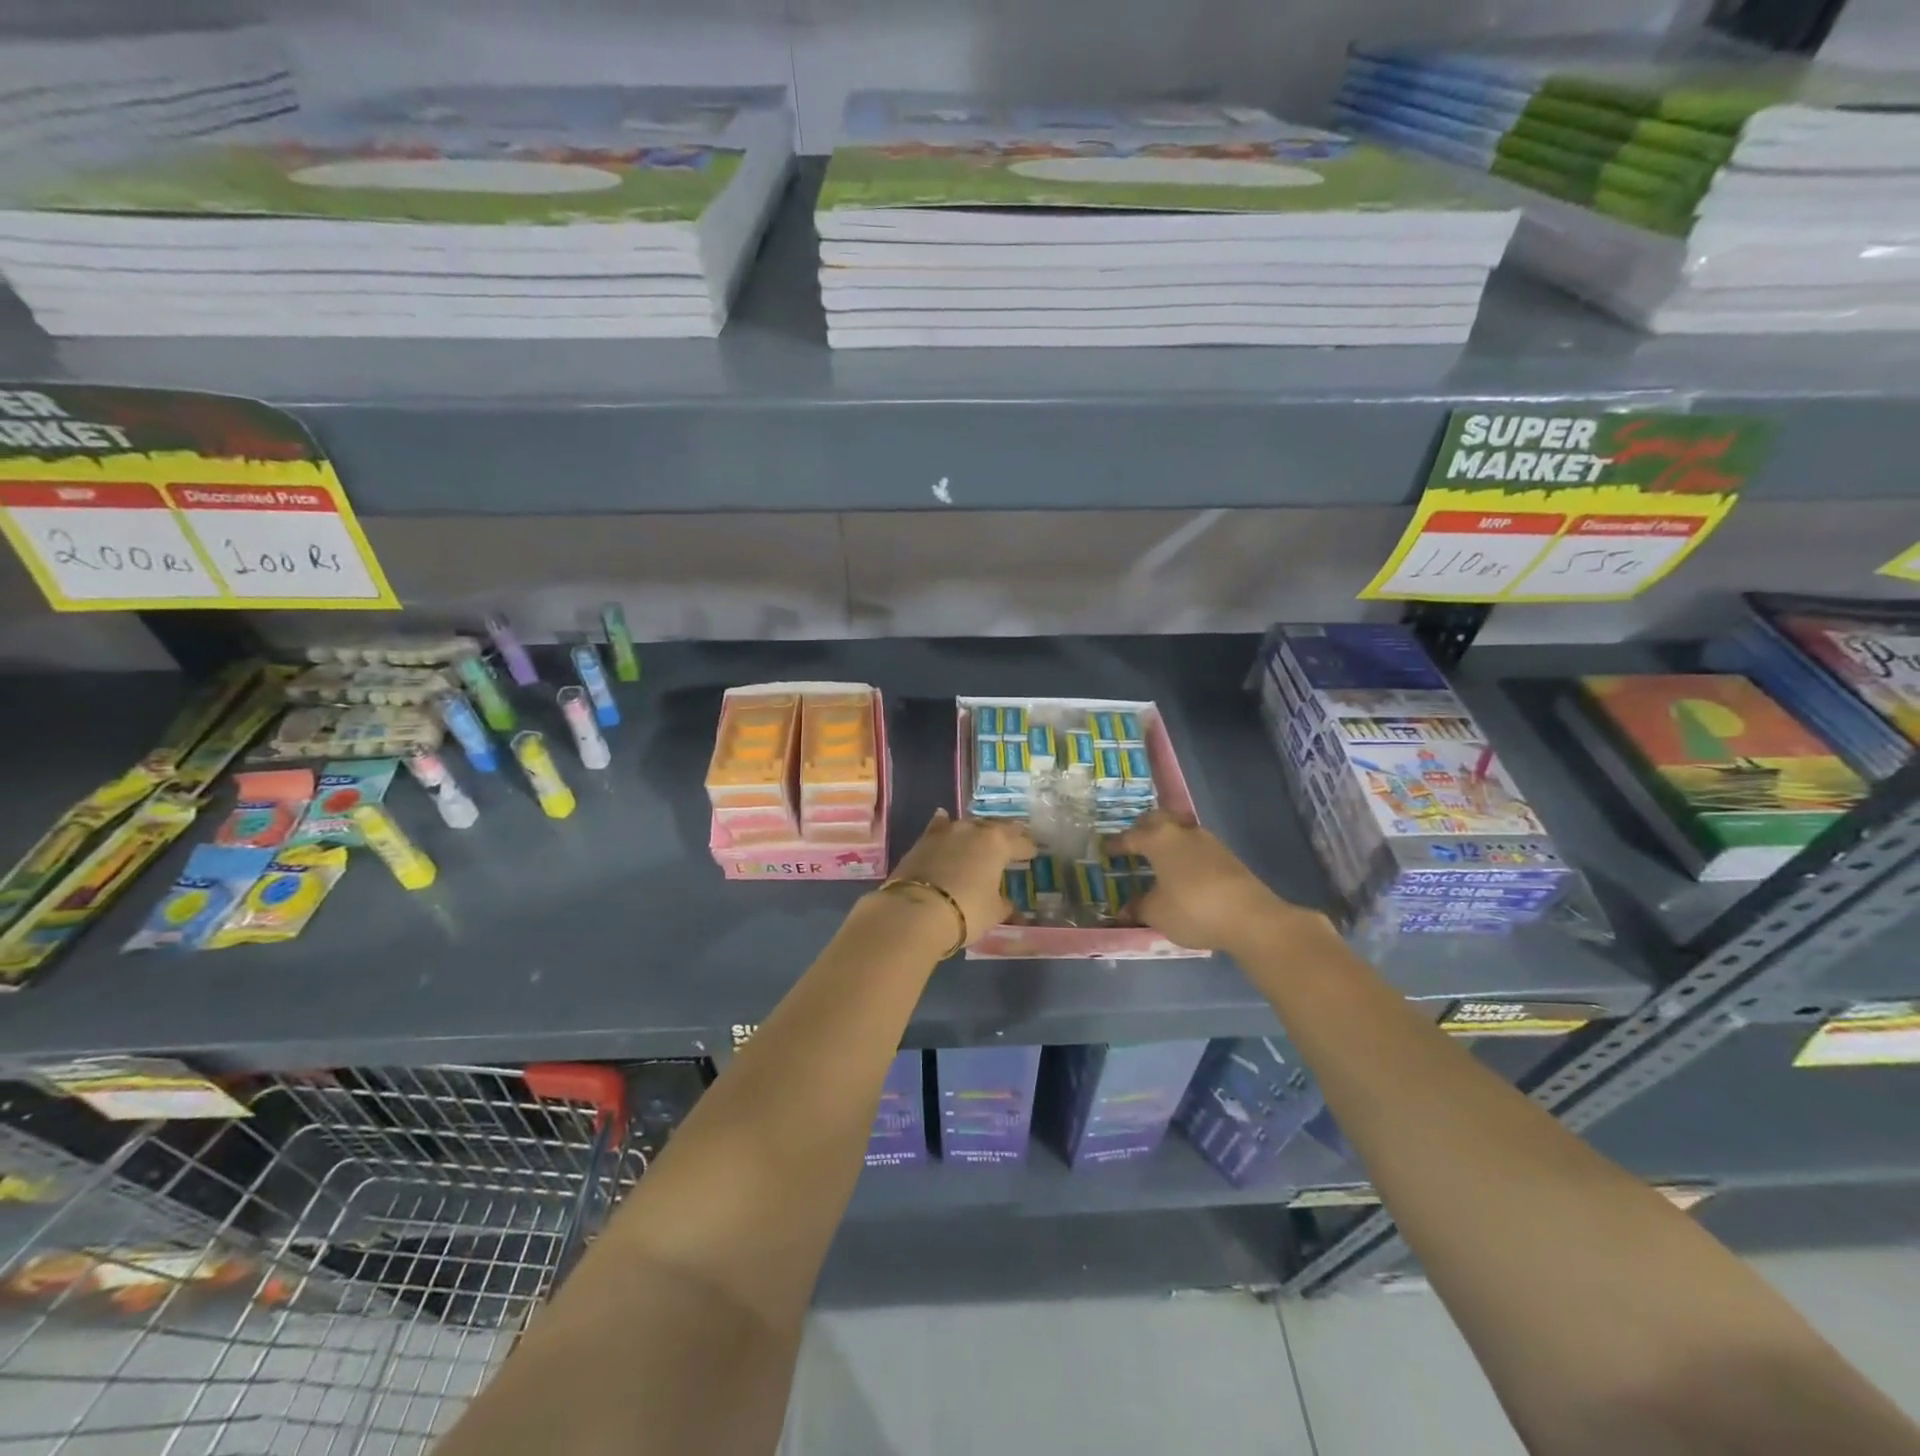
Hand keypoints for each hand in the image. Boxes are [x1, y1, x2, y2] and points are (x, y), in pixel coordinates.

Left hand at [883, 810, 1036, 945]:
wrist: (916, 911)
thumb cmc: (966, 910)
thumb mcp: (993, 912)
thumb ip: (1004, 904)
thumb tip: (1009, 905)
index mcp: (997, 843)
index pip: (1020, 843)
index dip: (1028, 849)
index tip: (1033, 852)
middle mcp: (973, 830)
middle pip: (995, 827)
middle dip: (1005, 834)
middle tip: (1012, 840)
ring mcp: (946, 832)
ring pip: (968, 824)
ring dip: (977, 830)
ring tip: (982, 835)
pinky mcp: (923, 840)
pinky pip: (939, 827)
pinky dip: (943, 825)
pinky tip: (944, 818)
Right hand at [1109, 811, 1314, 954]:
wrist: (1250, 918)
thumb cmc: (1192, 909)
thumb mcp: (1156, 913)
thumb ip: (1139, 907)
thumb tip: (1126, 909)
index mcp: (1158, 839)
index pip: (1130, 836)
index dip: (1116, 844)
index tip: (1106, 849)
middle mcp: (1181, 832)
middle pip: (1157, 820)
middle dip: (1143, 828)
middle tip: (1133, 841)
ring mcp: (1207, 841)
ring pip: (1179, 830)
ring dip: (1167, 838)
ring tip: (1158, 855)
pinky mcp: (1226, 855)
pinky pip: (1195, 846)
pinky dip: (1184, 853)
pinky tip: (1183, 870)